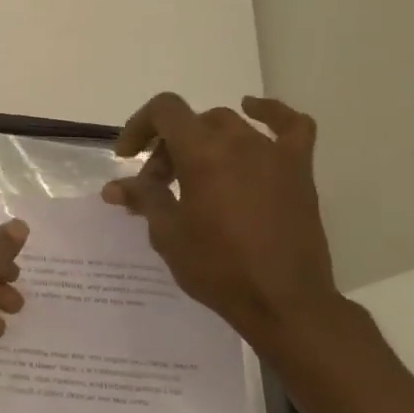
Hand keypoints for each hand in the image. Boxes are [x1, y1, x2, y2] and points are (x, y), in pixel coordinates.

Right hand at [102, 93, 339, 346]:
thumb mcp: (168, 234)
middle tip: (158, 185)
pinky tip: (253, 110)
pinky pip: (291, 126)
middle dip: (167, 148)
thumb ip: (144, 199)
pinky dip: (270, 113)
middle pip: (192, 124)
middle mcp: (239, 142)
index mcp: (203, 153)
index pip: (164, 111)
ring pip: (229, 125)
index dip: (139, 126)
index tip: (126, 156)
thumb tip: (114, 188)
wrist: (284, 302)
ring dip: (203, 140)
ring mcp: (274, 153)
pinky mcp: (299, 170)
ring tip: (194, 174)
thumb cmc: (218, 267)